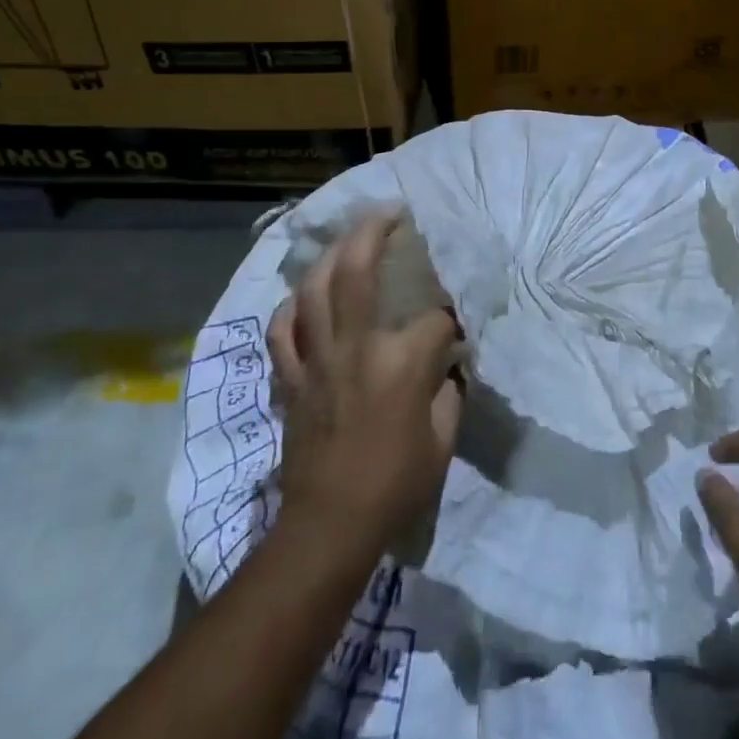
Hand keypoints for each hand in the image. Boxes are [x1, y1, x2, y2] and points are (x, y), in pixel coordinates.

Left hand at [268, 214, 464, 553]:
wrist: (328, 527)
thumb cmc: (395, 485)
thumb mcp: (442, 440)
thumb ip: (447, 391)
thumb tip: (447, 363)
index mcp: (400, 362)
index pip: (435, 319)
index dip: (450, 320)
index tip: (456, 328)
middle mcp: (355, 347)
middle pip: (359, 271)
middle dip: (375, 232)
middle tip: (390, 211)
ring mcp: (316, 359)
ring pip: (314, 290)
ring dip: (331, 255)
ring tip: (348, 237)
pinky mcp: (291, 378)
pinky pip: (282, 331)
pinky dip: (290, 307)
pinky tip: (302, 296)